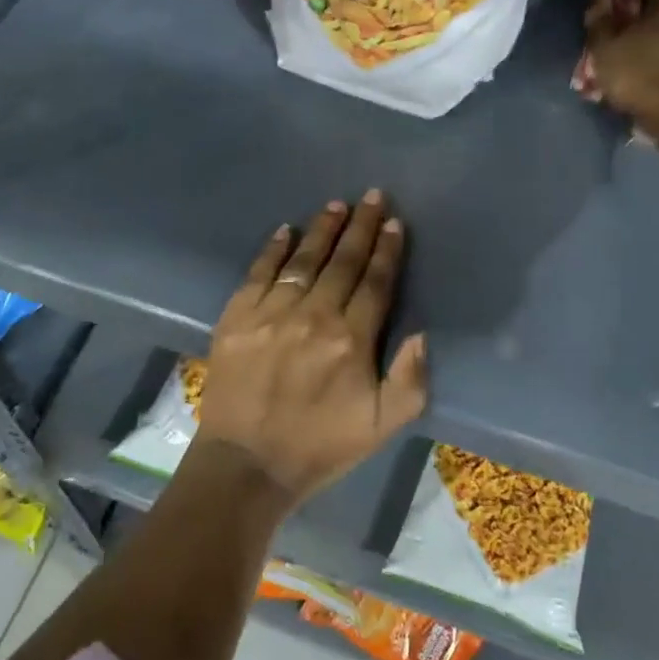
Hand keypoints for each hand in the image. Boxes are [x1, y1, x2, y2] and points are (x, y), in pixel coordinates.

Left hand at [197, 191, 427, 504]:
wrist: (247, 464)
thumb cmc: (320, 446)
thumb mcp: (382, 426)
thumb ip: (410, 380)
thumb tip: (421, 333)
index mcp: (351, 340)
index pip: (375, 283)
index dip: (386, 250)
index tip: (393, 222)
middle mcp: (313, 316)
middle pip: (342, 262)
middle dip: (360, 227)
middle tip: (371, 196)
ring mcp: (271, 313)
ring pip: (303, 260)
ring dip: (322, 230)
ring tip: (335, 205)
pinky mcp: (237, 317)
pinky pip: (258, 273)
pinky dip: (273, 249)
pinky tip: (285, 230)